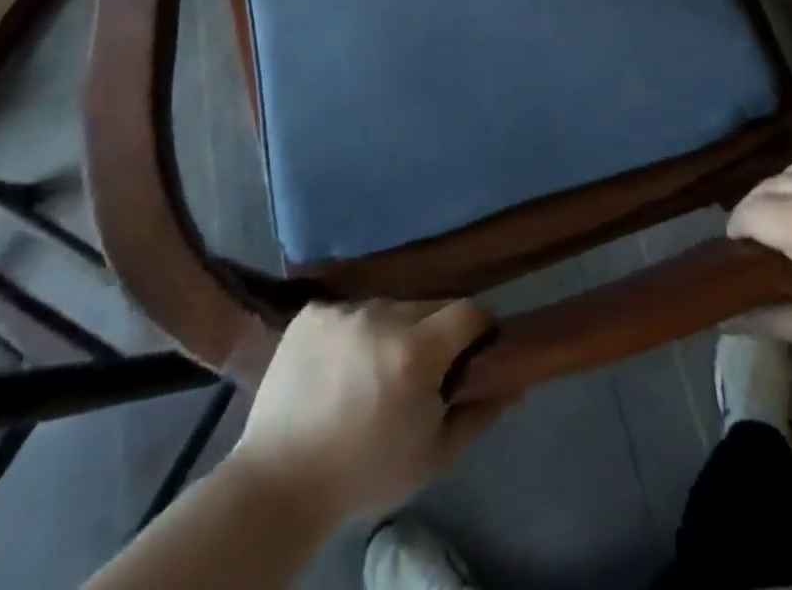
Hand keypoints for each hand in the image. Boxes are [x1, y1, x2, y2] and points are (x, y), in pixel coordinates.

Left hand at [231, 300, 509, 525]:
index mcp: (416, 351)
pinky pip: (349, 311)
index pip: (468, 312)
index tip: (473, 353)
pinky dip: (353, 332)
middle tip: (420, 372)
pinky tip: (339, 365)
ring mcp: (343, 310)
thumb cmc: (364, 475)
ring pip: (388, 306)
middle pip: (428, 305)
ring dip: (392, 330)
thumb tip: (513, 382)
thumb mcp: (433, 457)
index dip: (478, 330)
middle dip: (434, 333)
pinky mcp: (312, 311)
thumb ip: (479, 414)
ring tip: (373, 371)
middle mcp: (382, 315)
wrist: (278, 485)